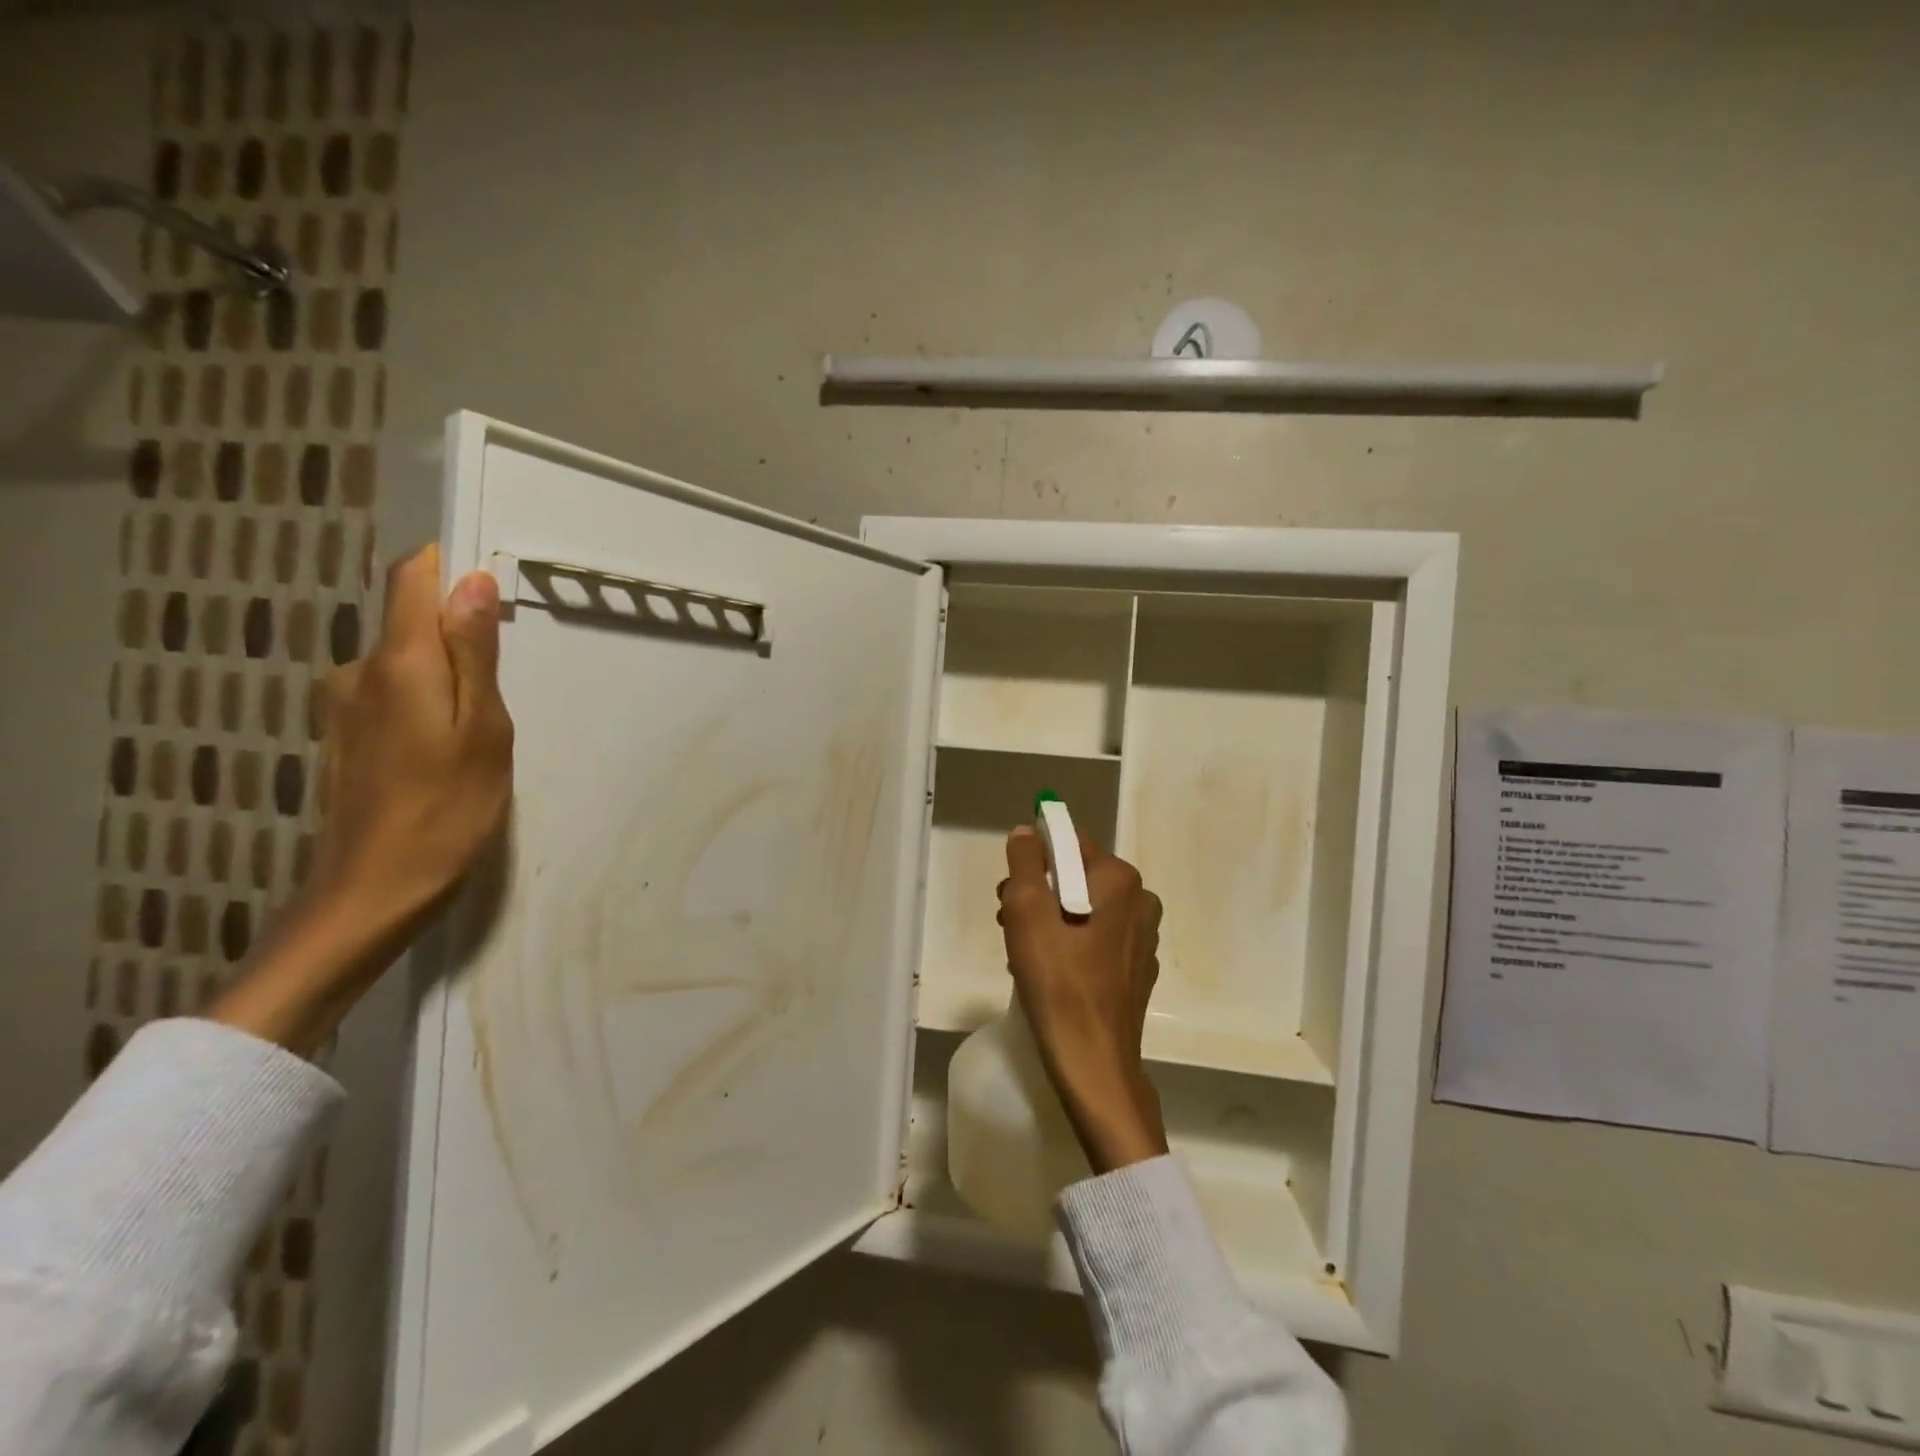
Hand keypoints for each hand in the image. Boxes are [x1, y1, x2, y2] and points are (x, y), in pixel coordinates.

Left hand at [306, 545, 513, 925]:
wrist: (373, 891)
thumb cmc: (448, 809)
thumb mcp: (483, 729)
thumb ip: (474, 653)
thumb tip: (472, 581)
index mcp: (399, 662)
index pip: (413, 580)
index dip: (448, 567)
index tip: (491, 583)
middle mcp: (358, 671)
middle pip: (411, 622)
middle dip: (460, 636)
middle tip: (502, 693)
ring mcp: (344, 705)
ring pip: (405, 663)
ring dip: (446, 677)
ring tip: (480, 730)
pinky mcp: (344, 736)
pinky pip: (393, 694)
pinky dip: (426, 703)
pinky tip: (446, 750)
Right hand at [998, 827, 1168, 1173]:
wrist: (1093, 1063)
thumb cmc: (1058, 982)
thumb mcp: (1027, 912)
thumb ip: (1024, 863)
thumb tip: (1027, 833)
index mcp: (1120, 880)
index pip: (1069, 844)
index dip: (1033, 861)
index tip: (1010, 893)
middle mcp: (1141, 901)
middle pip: (1076, 877)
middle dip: (1039, 893)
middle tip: (1009, 923)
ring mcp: (1143, 939)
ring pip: (1084, 910)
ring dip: (1050, 921)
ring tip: (1023, 953)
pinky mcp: (1137, 970)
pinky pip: (1096, 940)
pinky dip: (1070, 946)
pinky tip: (1050, 975)